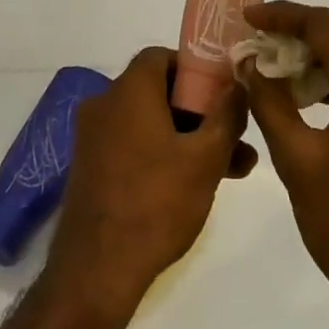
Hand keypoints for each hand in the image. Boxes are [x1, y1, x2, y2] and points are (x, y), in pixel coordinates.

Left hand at [47, 47, 256, 308]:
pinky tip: (194, 185)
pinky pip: (133, 145)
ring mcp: (93, 138)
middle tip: (236, 139)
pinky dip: (162, 154)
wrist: (96, 272)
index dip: (196, 69)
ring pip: (150, 123)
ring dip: (188, 138)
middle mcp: (105, 104)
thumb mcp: (206, 158)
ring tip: (232, 170)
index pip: (162, 56)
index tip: (223, 94)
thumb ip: (227, 114)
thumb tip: (238, 82)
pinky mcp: (90, 168)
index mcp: (129, 90)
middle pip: (160, 91)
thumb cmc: (156, 203)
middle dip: (202, 113)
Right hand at [239, 2, 328, 328]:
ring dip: (319, 54)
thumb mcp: (298, 162)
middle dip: (299, 31)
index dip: (283, 16)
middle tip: (257, 42)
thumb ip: (270, 103)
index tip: (246, 18)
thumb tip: (248, 63)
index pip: (325, 25)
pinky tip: (307, 97)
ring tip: (275, 67)